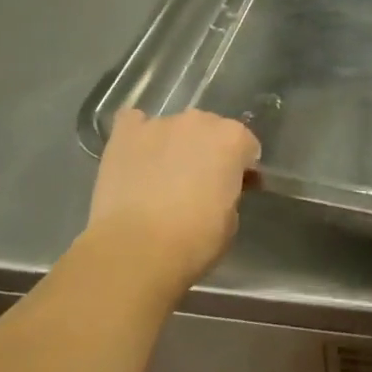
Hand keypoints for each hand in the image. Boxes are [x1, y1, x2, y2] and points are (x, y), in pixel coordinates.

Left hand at [84, 108, 258, 299]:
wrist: (135, 250)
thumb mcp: (230, 222)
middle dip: (206, 151)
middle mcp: (198, 121)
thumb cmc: (192, 242)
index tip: (234, 188)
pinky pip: (134, 122)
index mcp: (231, 139)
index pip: (246, 145)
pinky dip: (137, 136)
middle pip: (209, 130)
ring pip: (173, 128)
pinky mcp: (125, 133)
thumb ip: (229, 192)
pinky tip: (134, 156)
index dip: (241, 167)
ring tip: (159, 177)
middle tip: (196, 183)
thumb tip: (218, 189)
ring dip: (173, 146)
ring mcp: (159, 123)